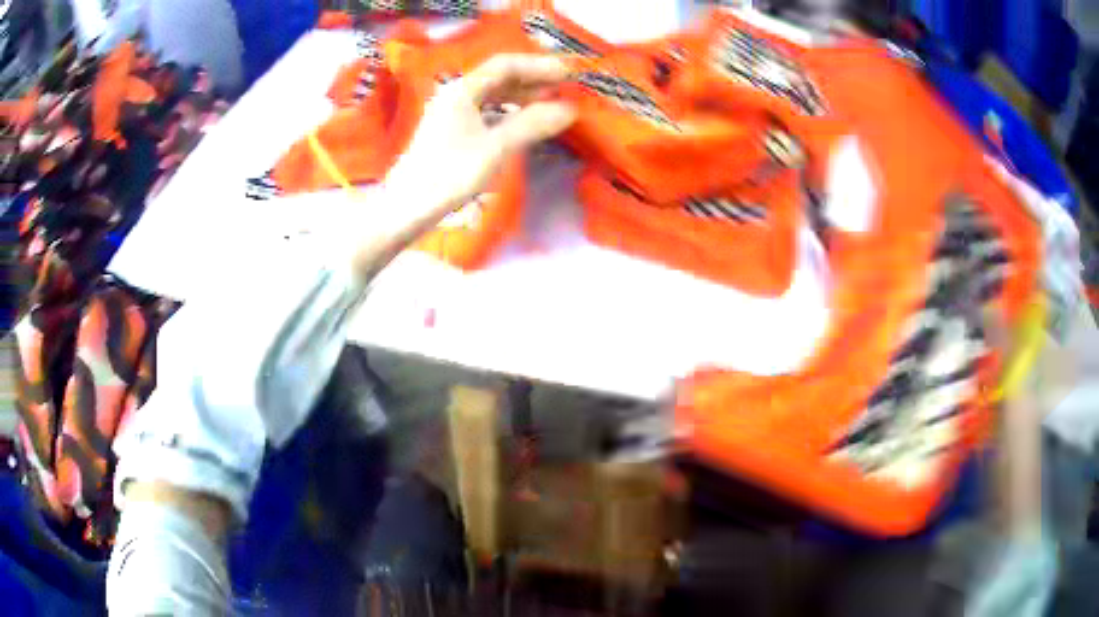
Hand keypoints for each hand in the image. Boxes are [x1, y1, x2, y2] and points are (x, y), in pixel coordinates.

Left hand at [388, 53, 576, 217]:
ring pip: (492, 96)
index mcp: (462, 91)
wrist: (406, 207)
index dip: (539, 66)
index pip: (505, 66)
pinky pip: (486, 113)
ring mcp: (452, 114)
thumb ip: (532, 125)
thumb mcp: (495, 148)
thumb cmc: (449, 174)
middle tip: (564, 87)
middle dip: (532, 80)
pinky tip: (523, 123)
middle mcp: (456, 96)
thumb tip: (569, 110)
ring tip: (550, 102)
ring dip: (521, 97)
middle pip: (498, 78)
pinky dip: (508, 114)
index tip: (568, 73)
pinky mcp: (451, 133)